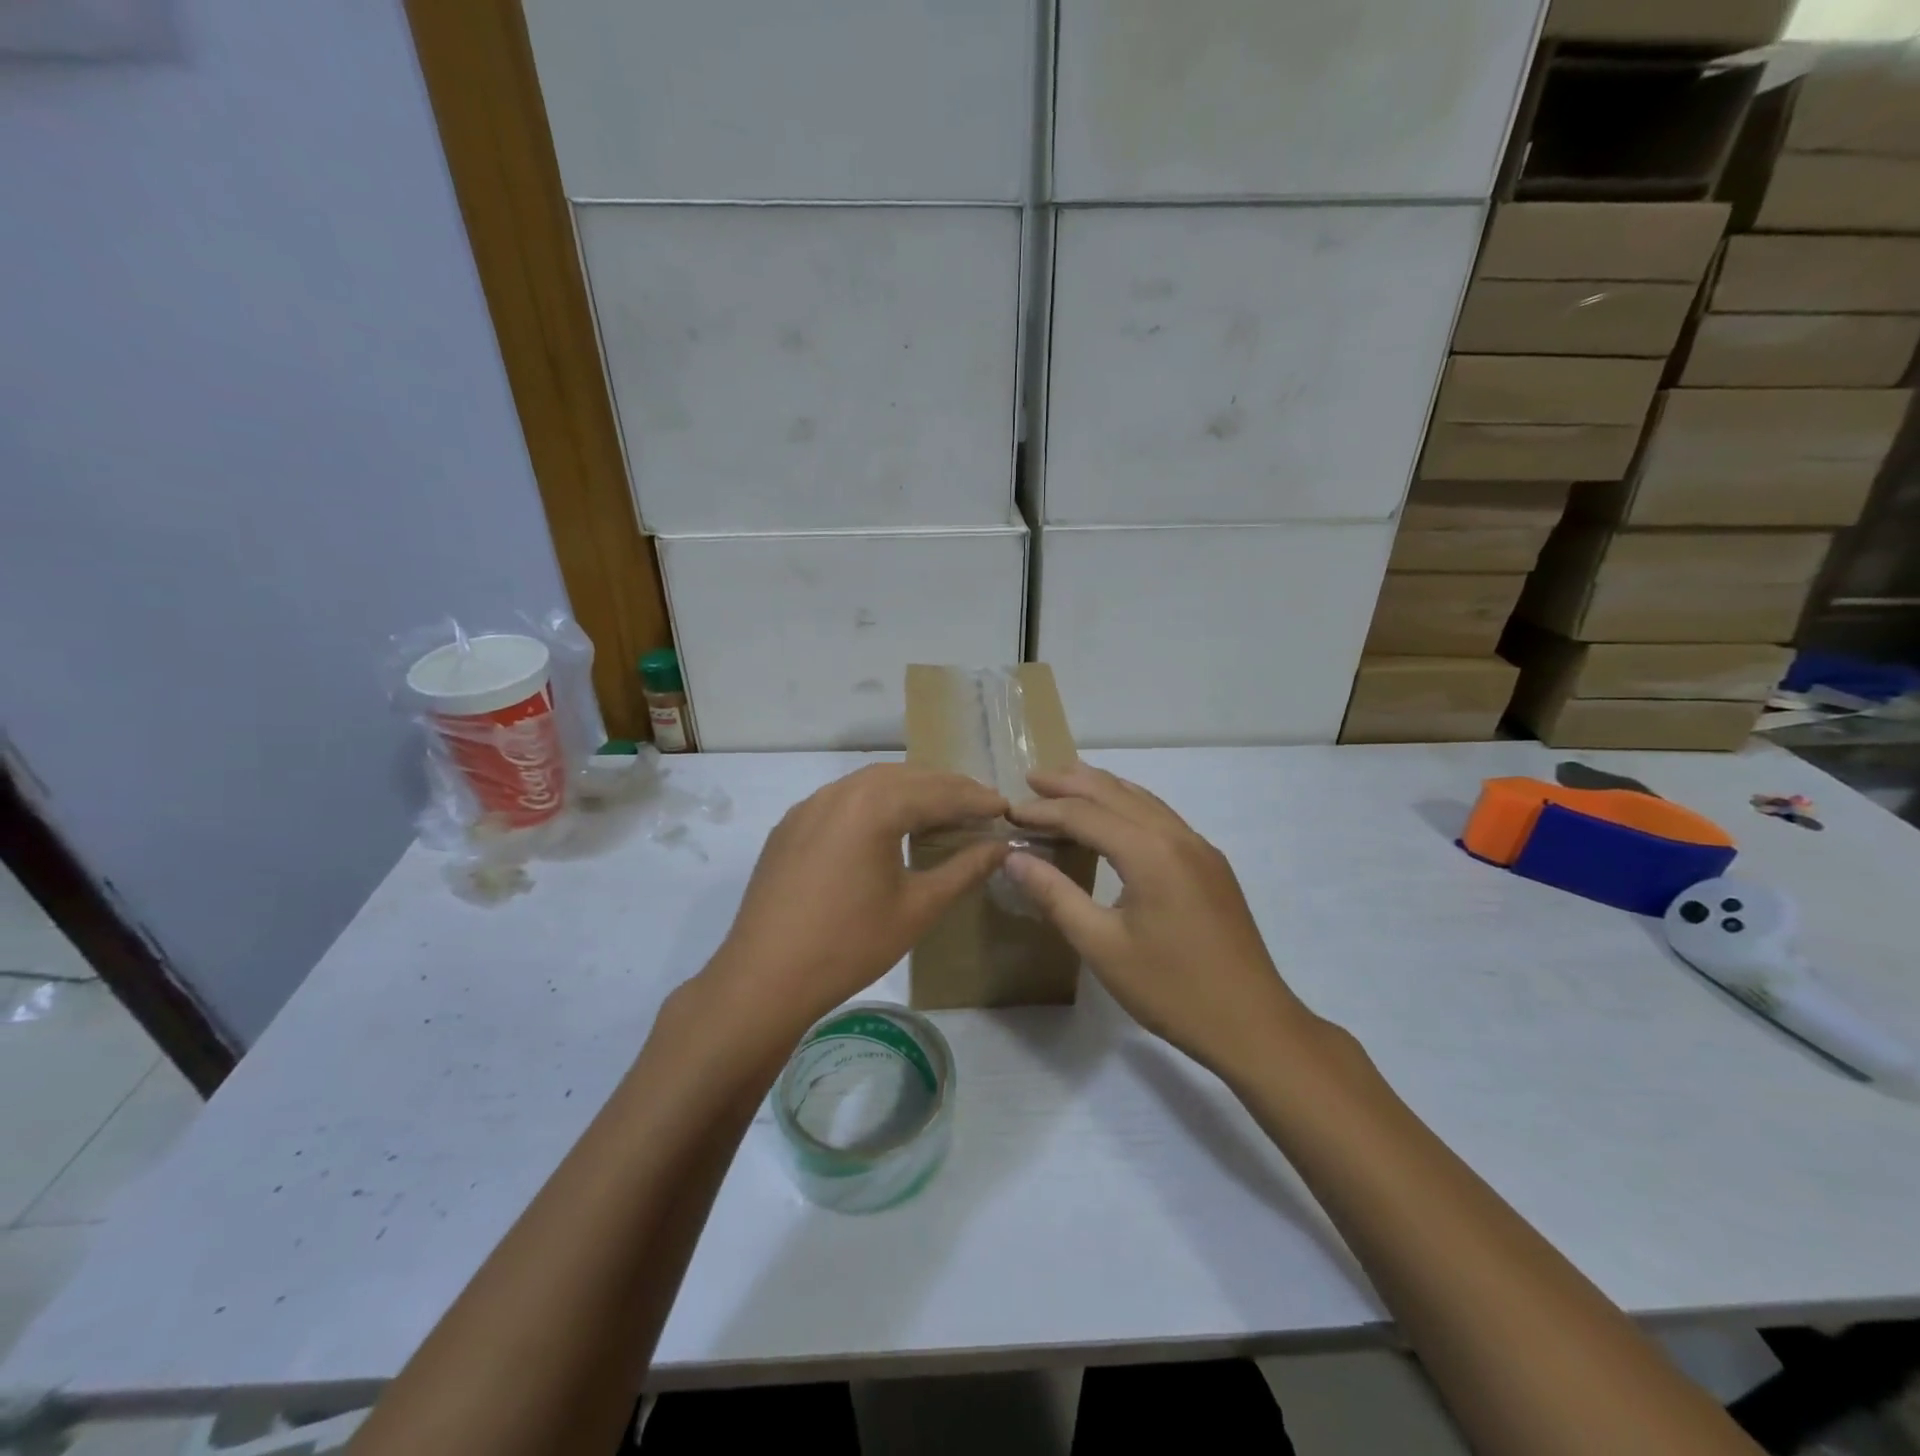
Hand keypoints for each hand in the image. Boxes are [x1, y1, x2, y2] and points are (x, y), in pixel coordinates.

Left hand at [705, 764, 1008, 1042]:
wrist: (764, 978)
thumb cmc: (850, 944)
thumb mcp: (918, 908)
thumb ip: (965, 869)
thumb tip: (1001, 846)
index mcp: (874, 805)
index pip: (939, 792)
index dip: (976, 799)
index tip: (1006, 807)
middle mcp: (840, 792)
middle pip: (905, 778)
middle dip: (946, 788)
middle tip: (979, 805)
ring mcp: (809, 806)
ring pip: (871, 784)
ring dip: (910, 791)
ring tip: (940, 810)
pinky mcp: (790, 826)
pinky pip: (842, 800)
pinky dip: (875, 803)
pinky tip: (887, 826)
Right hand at [1006, 765, 1312, 1072]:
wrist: (1252, 1023)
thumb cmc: (1171, 989)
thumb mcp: (1101, 946)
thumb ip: (1055, 895)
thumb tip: (1013, 858)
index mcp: (1150, 852)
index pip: (1085, 814)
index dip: (1043, 810)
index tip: (1008, 812)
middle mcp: (1177, 836)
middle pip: (1116, 792)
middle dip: (1071, 782)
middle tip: (1031, 779)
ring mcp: (1199, 848)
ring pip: (1143, 800)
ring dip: (1101, 788)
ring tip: (1065, 784)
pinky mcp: (1210, 865)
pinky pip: (1161, 817)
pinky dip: (1128, 805)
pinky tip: (1114, 818)